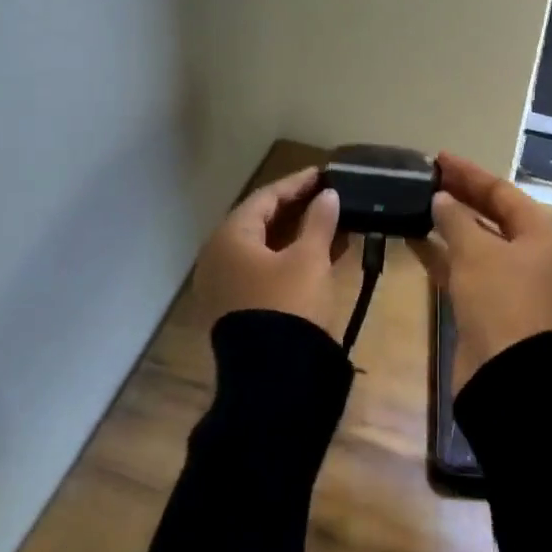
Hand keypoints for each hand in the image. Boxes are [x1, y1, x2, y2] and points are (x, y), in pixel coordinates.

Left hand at [194, 167, 342, 332]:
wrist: (273, 376)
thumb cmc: (289, 304)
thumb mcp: (309, 259)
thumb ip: (319, 222)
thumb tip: (328, 196)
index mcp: (230, 237)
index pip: (265, 198)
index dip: (296, 184)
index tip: (322, 174)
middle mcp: (219, 256)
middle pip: (261, 222)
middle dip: (297, 209)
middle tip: (327, 196)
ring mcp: (225, 284)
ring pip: (265, 248)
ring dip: (298, 234)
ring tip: (332, 222)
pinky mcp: (238, 307)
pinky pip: (265, 270)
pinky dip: (291, 258)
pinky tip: (322, 254)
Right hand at [422, 152, 551, 388]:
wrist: (509, 375)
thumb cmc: (501, 300)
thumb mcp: (476, 252)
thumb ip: (455, 219)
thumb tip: (440, 199)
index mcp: (542, 233)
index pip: (502, 191)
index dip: (469, 173)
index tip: (437, 158)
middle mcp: (532, 252)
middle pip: (492, 214)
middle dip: (459, 195)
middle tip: (425, 178)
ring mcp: (513, 280)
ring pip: (478, 241)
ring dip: (449, 224)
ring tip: (416, 203)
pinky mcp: (492, 303)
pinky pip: (466, 267)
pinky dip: (444, 253)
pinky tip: (415, 240)